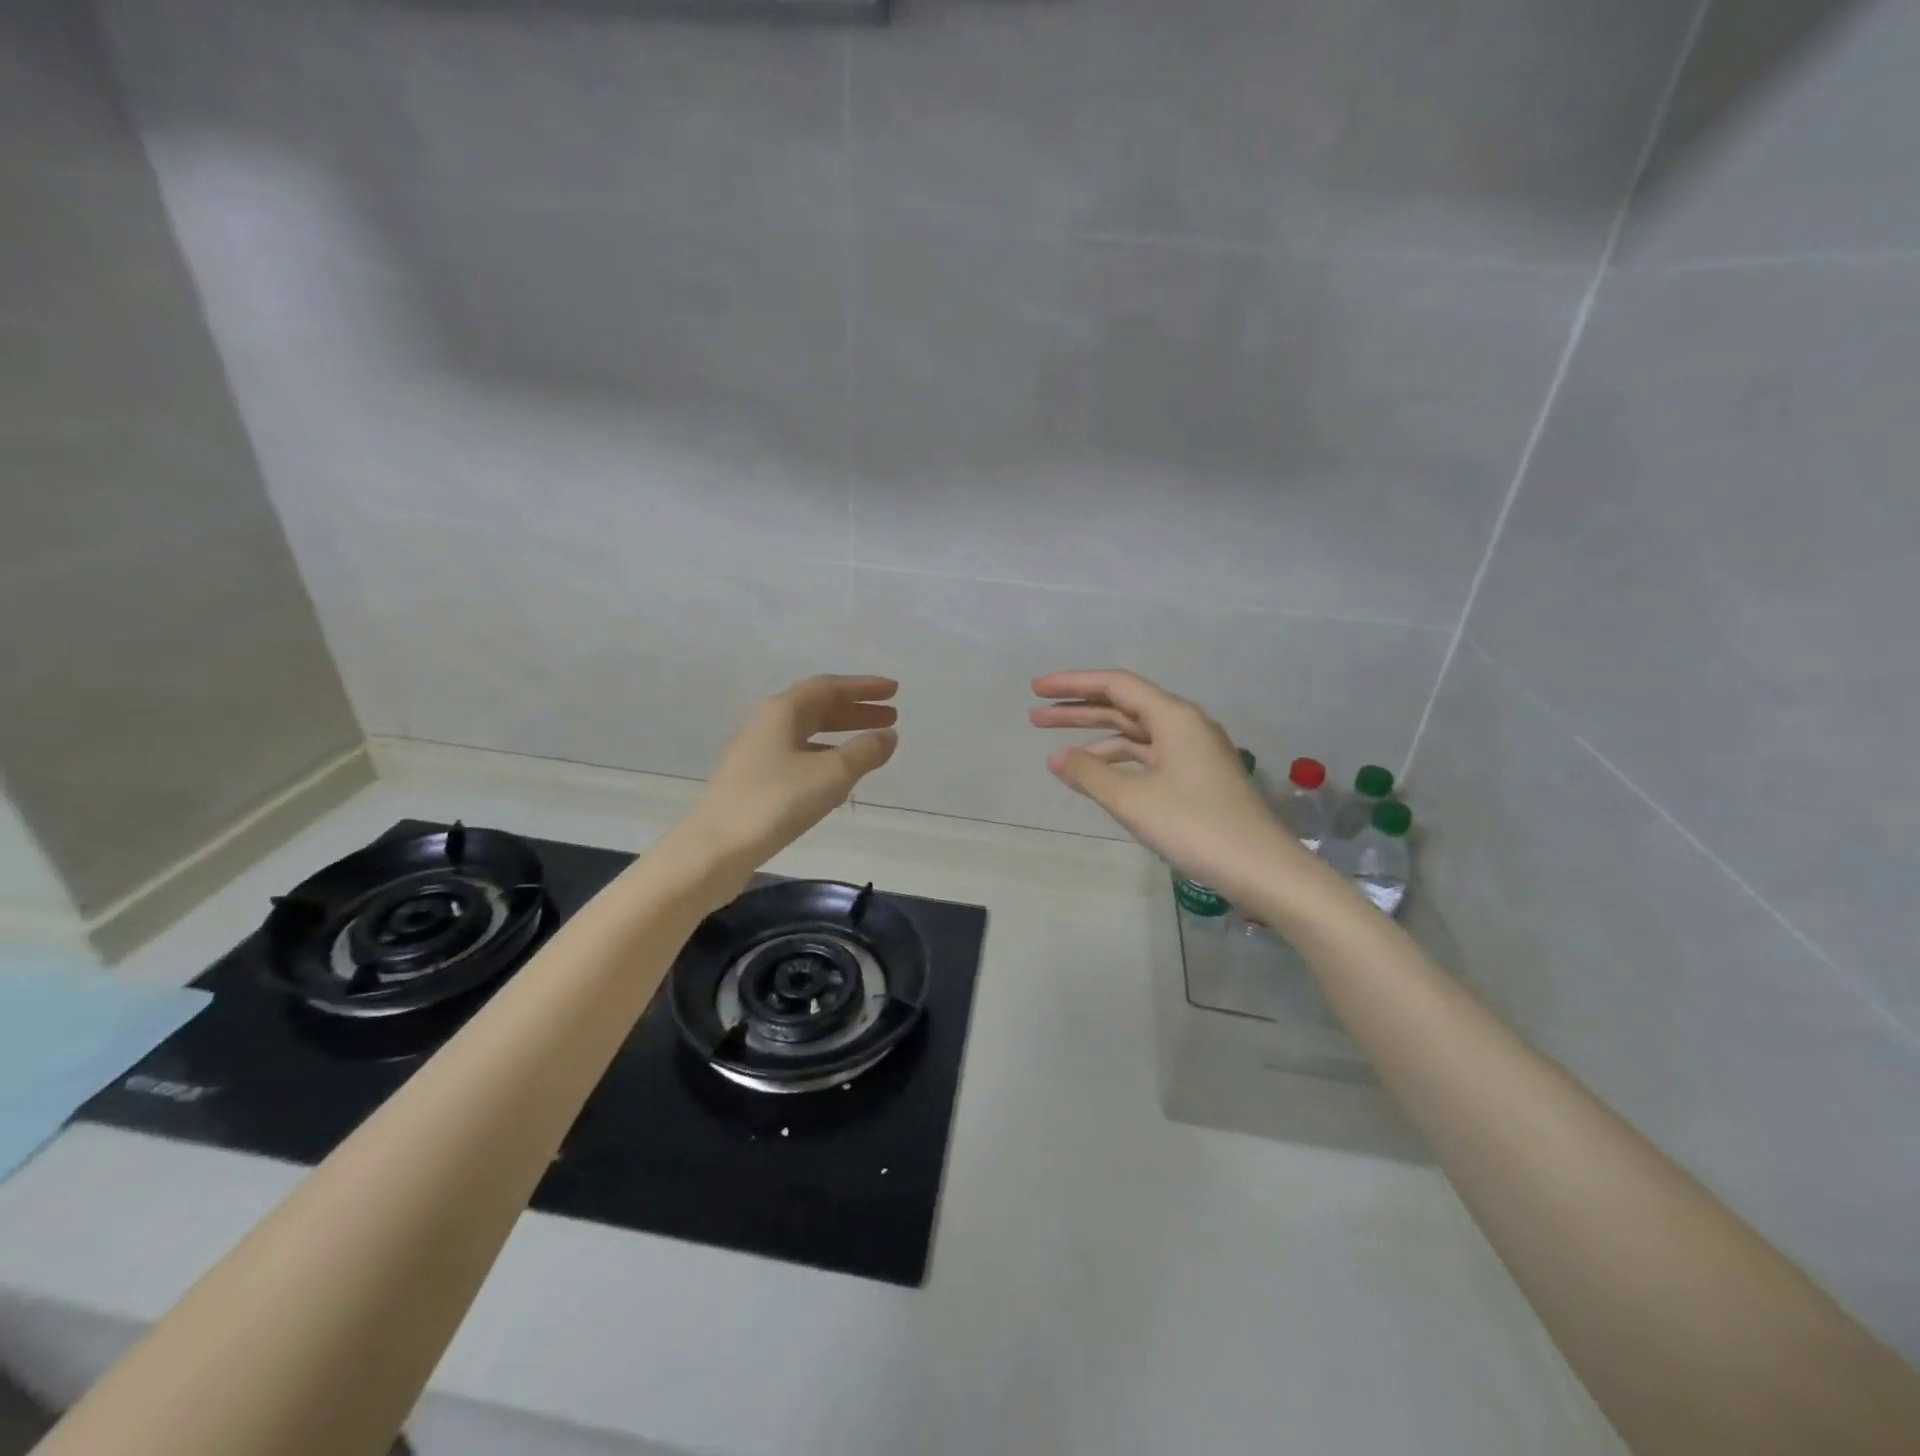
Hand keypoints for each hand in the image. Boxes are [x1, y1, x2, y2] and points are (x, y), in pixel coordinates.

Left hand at [682, 675, 898, 880]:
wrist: (715, 848)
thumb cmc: (776, 802)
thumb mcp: (831, 775)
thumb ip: (864, 751)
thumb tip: (887, 735)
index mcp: (782, 711)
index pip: (829, 687)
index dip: (863, 687)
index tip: (894, 691)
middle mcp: (767, 724)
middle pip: (818, 708)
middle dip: (856, 711)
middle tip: (891, 717)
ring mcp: (757, 753)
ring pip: (808, 735)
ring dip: (842, 736)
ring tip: (873, 747)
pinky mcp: (754, 781)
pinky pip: (799, 759)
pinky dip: (826, 761)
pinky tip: (841, 783)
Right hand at [1030, 669, 1304, 902]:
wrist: (1263, 869)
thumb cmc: (1194, 826)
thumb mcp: (1133, 800)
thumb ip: (1090, 774)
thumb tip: (1057, 758)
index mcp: (1173, 717)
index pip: (1115, 685)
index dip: (1073, 684)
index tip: (1036, 689)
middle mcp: (1186, 724)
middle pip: (1124, 706)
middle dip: (1079, 710)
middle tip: (1035, 717)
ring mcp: (1195, 751)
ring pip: (1137, 734)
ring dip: (1098, 738)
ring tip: (1059, 751)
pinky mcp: (1199, 777)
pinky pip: (1150, 756)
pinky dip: (1121, 761)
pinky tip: (1100, 776)